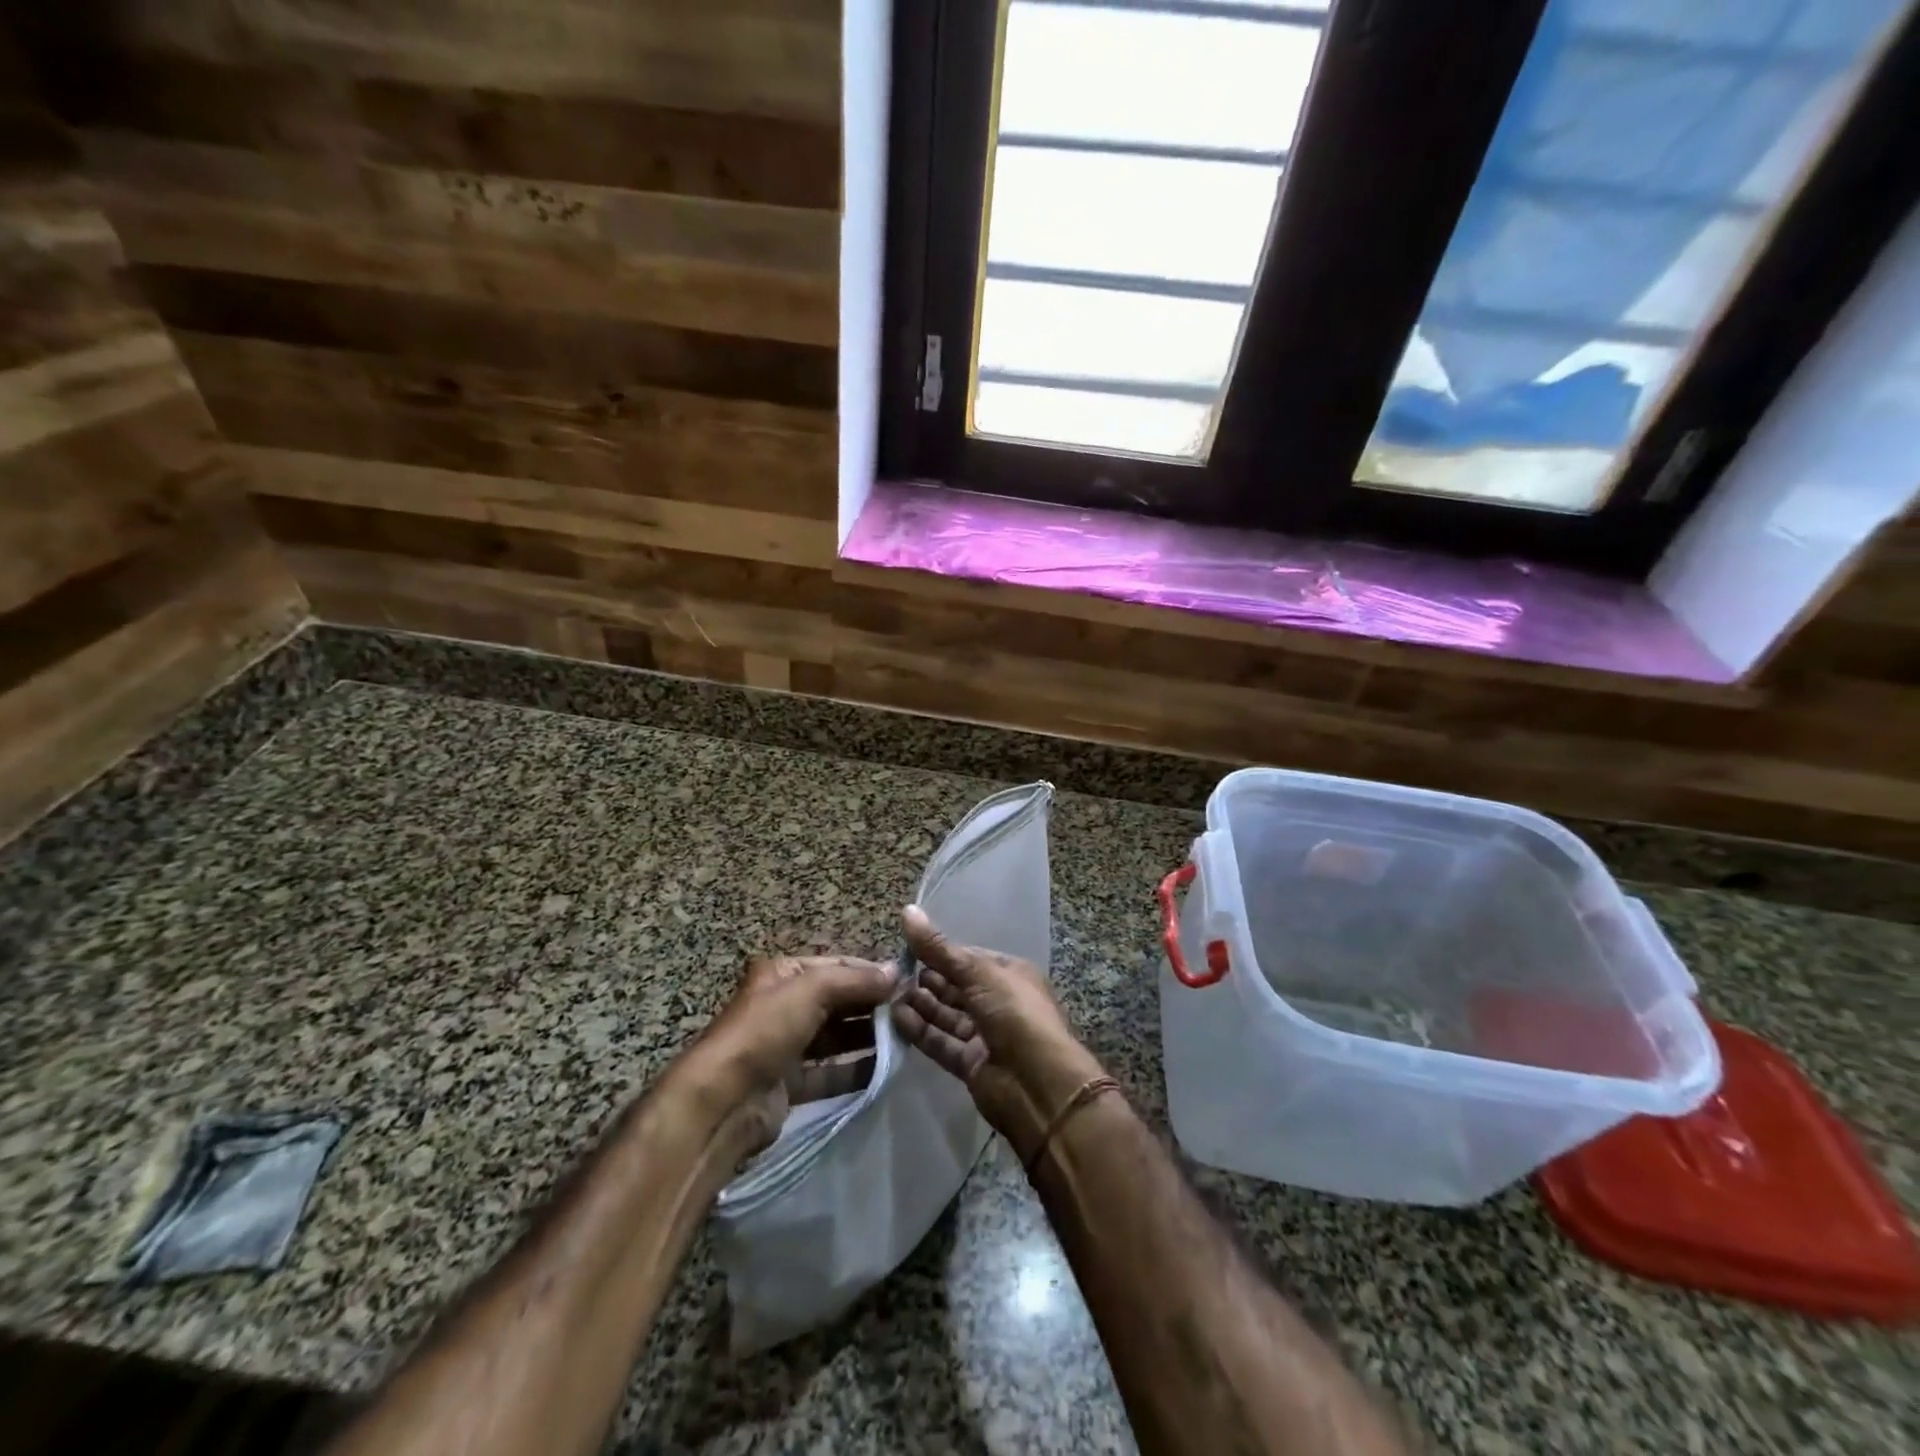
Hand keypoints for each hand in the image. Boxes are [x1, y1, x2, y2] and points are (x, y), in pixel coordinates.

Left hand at [683, 954, 896, 1152]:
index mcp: (783, 973)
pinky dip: (856, 1070)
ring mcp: (786, 1046)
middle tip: (912, 1012)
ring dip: (868, 1037)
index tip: (908, 981)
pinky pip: (831, 1072)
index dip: (871, 972)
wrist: (722, 1101)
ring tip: (906, 1039)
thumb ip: (855, 980)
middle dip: (872, 1005)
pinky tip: (885, 1070)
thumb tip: (896, 972)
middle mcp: (784, 1005)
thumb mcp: (811, 990)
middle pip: (838, 1000)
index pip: (837, 965)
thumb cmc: (765, 1030)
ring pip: (836, 1036)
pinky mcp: (790, 1083)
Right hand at [892, 905, 1105, 1162]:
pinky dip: (921, 1031)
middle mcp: (998, 1002)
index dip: (939, 953)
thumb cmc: (1015, 1013)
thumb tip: (908, 911)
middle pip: (955, 987)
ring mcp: (985, 1034)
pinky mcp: (971, 1063)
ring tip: (890, 995)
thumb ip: (939, 948)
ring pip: (946, 1014)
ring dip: (920, 1004)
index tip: (906, 948)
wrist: (1039, 1084)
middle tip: (893, 973)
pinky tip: (896, 1018)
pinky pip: (941, 1041)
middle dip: (926, 979)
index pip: (968, 958)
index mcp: (1009, 974)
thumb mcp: (978, 972)